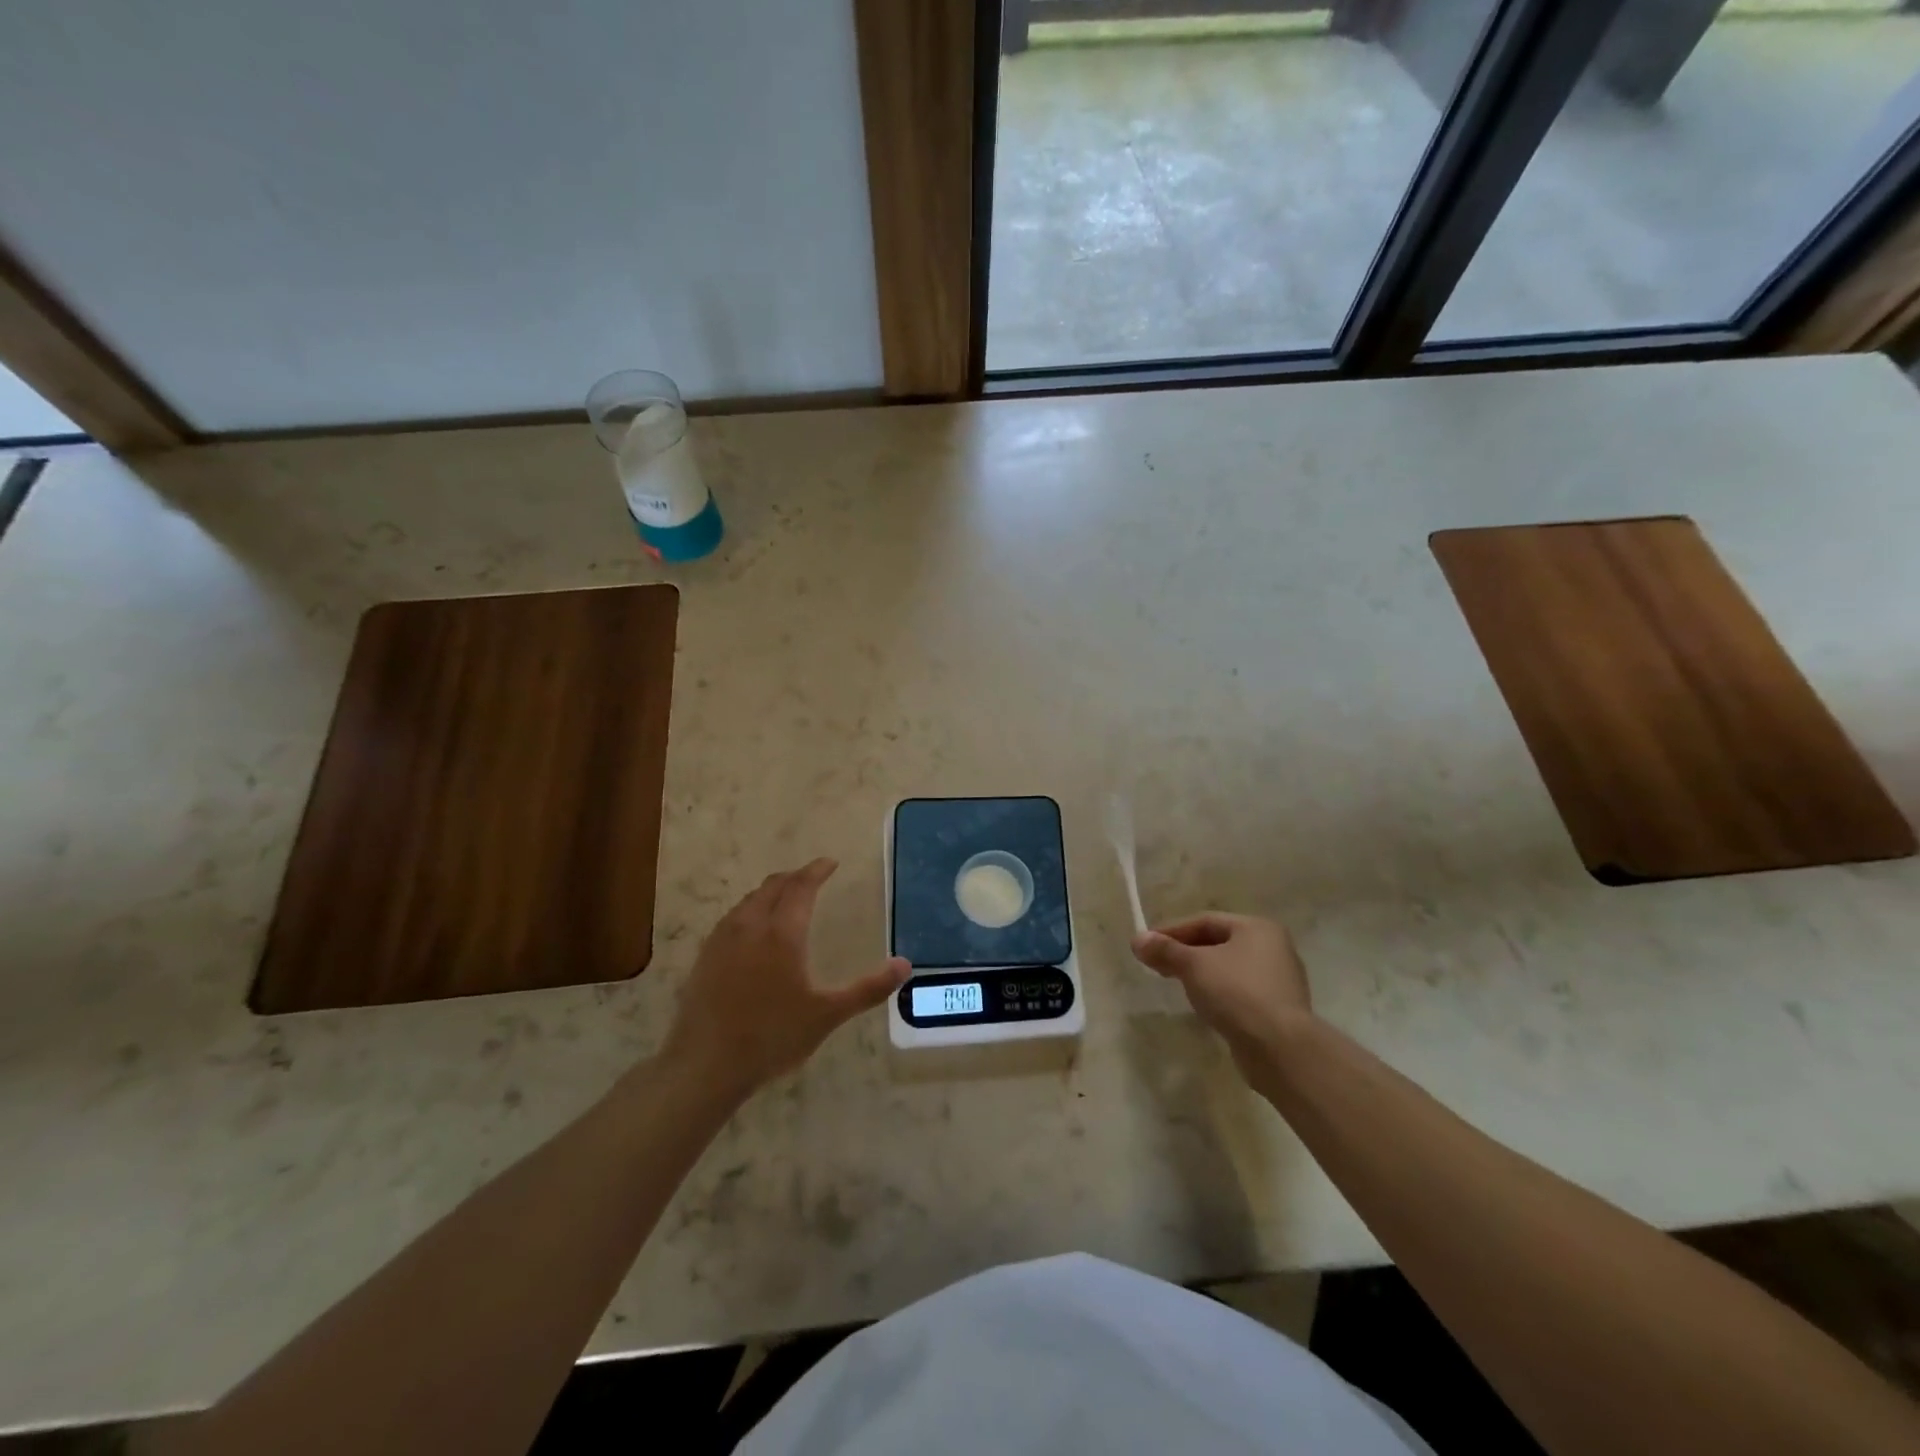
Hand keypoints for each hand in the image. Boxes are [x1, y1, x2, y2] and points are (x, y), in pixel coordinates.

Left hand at [661, 858, 908, 1099]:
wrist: (705, 1064)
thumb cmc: (772, 1036)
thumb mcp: (827, 1015)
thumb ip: (867, 989)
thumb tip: (905, 965)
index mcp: (782, 933)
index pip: (801, 887)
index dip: (816, 870)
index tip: (830, 863)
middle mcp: (750, 926)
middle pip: (773, 886)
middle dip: (795, 877)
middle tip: (812, 877)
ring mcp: (722, 940)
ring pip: (749, 900)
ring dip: (771, 891)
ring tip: (785, 898)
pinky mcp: (705, 956)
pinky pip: (732, 918)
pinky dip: (750, 910)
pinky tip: (752, 929)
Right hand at [1131, 914, 1312, 1076]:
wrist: (1280, 1048)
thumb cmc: (1236, 992)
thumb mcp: (1193, 966)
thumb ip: (1165, 950)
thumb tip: (1137, 940)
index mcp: (1257, 928)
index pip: (1206, 921)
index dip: (1172, 931)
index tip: (1147, 944)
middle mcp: (1273, 948)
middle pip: (1218, 943)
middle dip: (1185, 952)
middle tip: (1157, 964)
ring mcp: (1279, 980)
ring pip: (1229, 968)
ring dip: (1200, 973)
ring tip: (1175, 983)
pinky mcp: (1278, 1009)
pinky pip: (1240, 991)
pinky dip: (1218, 992)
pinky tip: (1202, 1004)